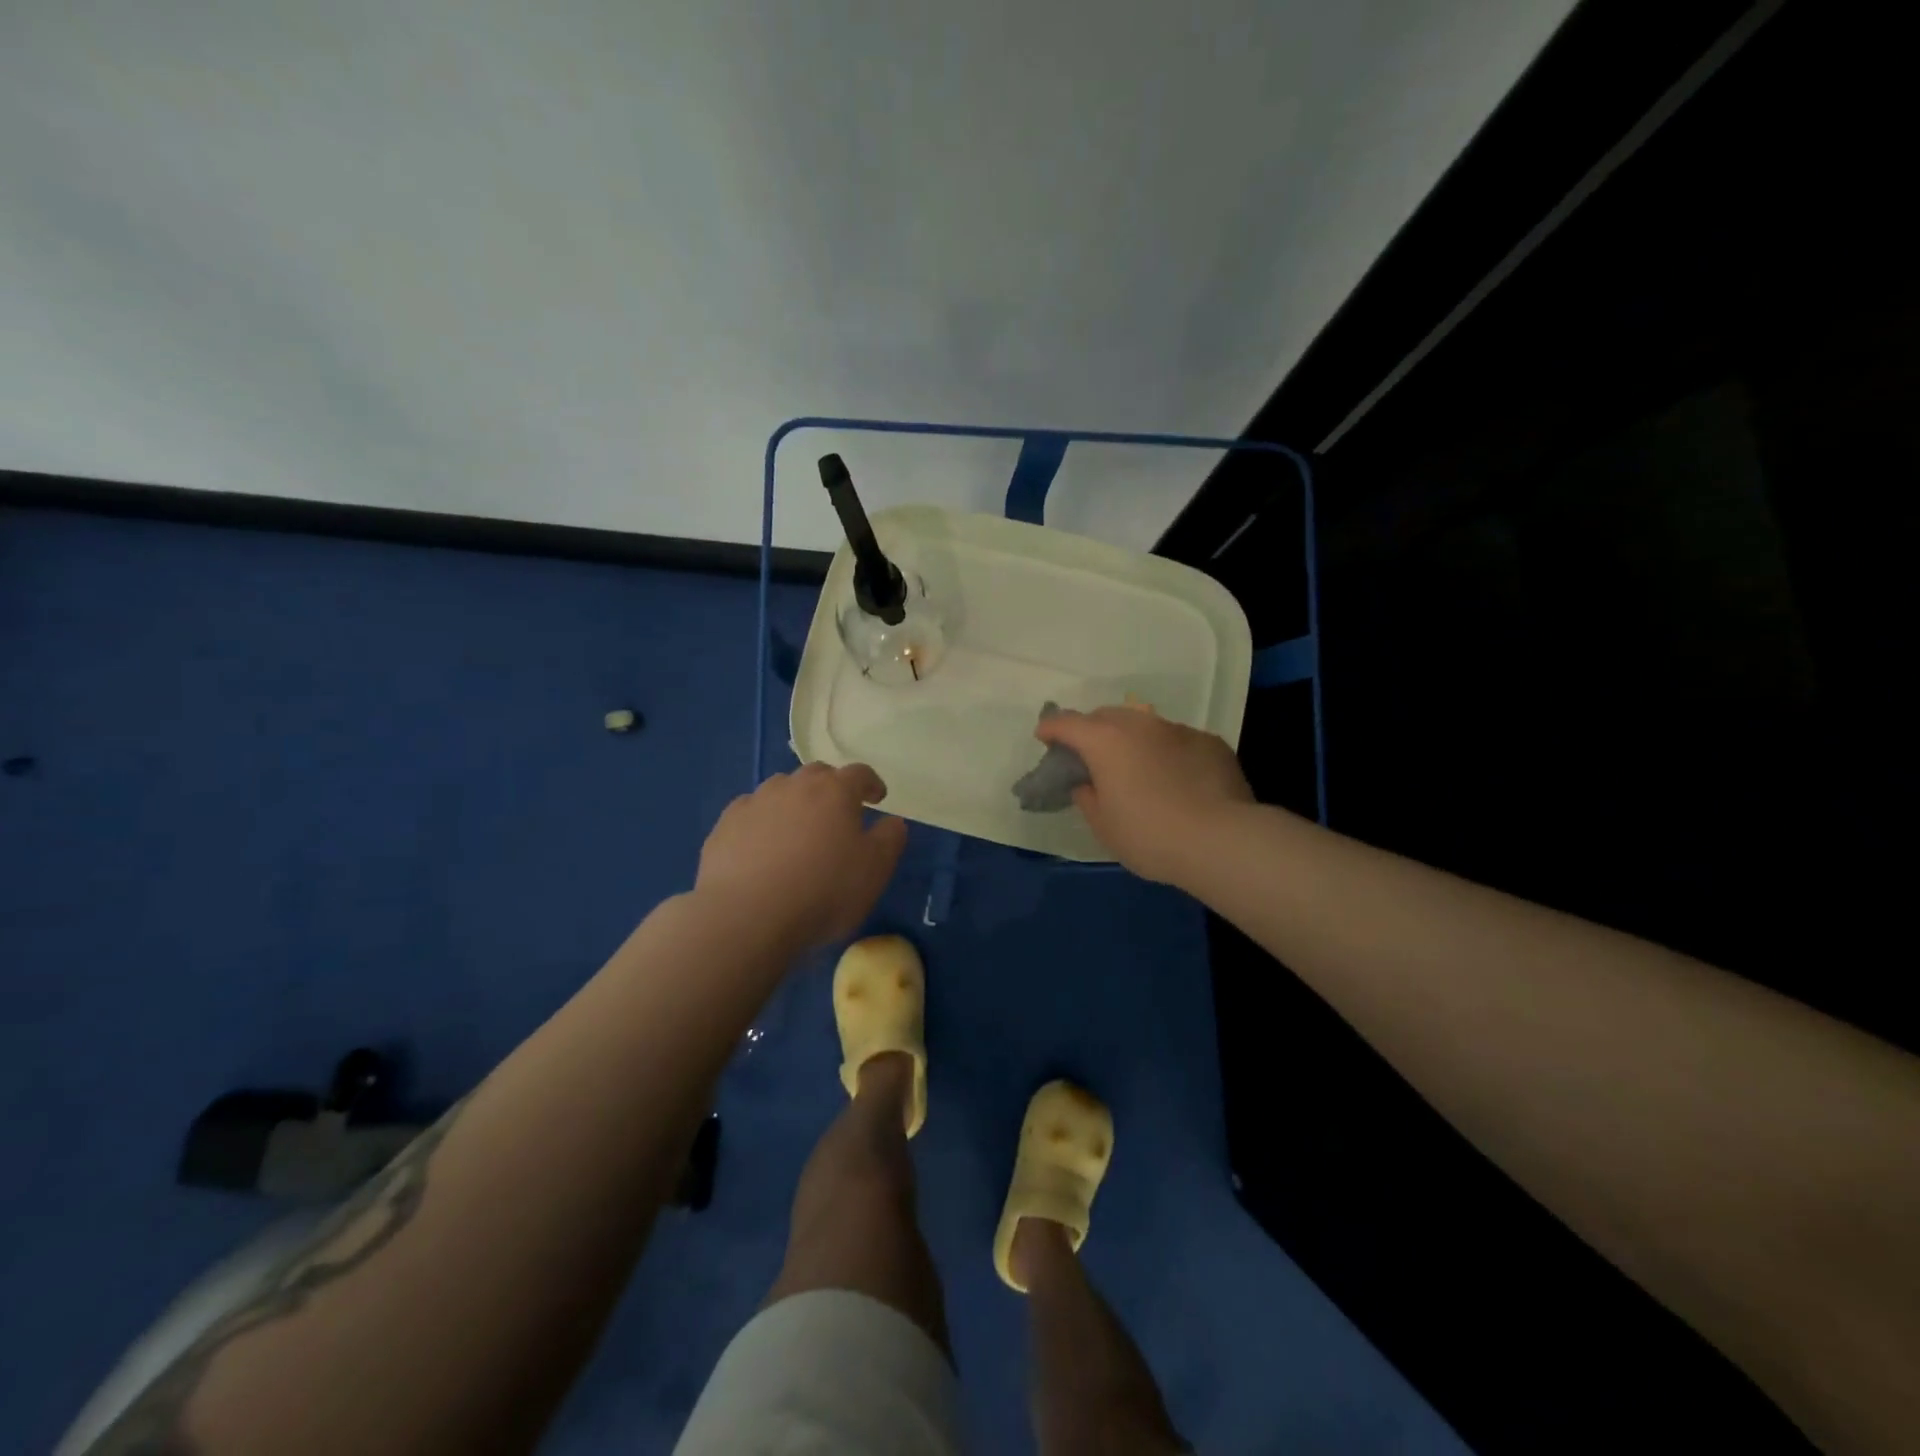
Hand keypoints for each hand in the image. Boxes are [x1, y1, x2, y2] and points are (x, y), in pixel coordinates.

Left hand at [695, 763, 907, 948]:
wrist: (746, 916)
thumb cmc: (823, 891)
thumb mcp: (874, 871)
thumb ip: (889, 840)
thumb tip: (893, 821)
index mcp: (835, 791)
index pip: (859, 773)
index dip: (871, 784)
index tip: (877, 798)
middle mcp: (794, 786)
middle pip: (817, 774)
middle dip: (831, 787)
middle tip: (838, 812)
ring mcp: (755, 802)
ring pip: (780, 789)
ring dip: (794, 802)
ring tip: (798, 830)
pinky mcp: (725, 825)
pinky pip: (751, 813)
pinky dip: (762, 821)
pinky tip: (761, 846)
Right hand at [1035, 707, 1252, 885]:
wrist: (1222, 840)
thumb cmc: (1150, 835)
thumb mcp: (1104, 826)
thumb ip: (1087, 797)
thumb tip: (1088, 783)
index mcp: (1105, 741)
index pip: (1067, 723)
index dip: (1050, 728)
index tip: (1044, 737)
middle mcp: (1140, 724)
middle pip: (1106, 716)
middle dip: (1091, 730)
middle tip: (1089, 755)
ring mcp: (1178, 729)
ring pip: (1144, 724)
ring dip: (1131, 739)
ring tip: (1135, 766)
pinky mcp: (1209, 742)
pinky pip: (1176, 740)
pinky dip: (1166, 752)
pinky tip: (1174, 779)